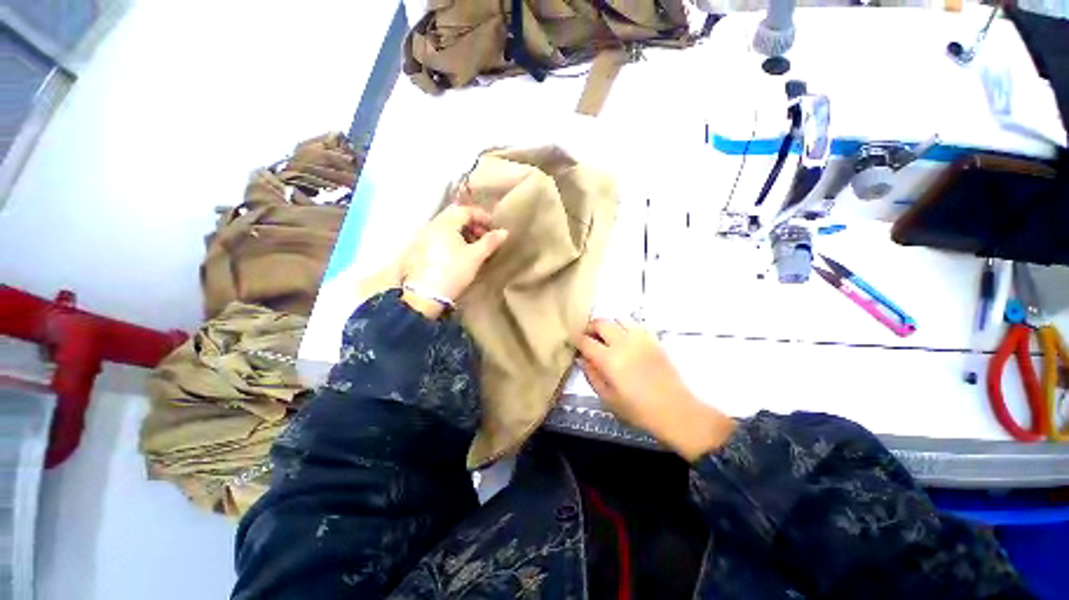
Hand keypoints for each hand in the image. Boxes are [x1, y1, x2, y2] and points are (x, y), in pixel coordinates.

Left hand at [401, 204, 507, 317]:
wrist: (425, 296)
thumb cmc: (453, 272)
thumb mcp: (475, 257)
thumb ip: (490, 242)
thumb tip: (504, 231)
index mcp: (444, 224)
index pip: (465, 210)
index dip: (482, 216)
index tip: (494, 227)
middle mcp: (431, 226)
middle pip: (454, 217)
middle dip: (472, 225)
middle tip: (485, 238)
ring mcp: (422, 238)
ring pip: (446, 228)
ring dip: (462, 233)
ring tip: (474, 248)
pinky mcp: (418, 250)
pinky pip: (438, 238)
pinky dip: (451, 241)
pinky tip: (458, 254)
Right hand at [577, 319, 735, 461]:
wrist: (676, 410)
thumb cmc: (639, 410)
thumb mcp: (608, 399)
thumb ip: (592, 376)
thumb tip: (583, 359)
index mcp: (609, 359)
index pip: (586, 341)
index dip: (577, 340)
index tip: (575, 344)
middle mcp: (623, 343)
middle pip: (601, 322)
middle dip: (590, 327)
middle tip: (589, 338)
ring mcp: (640, 338)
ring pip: (618, 319)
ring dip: (609, 325)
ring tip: (607, 337)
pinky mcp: (653, 339)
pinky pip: (635, 324)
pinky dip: (625, 327)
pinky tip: (626, 340)